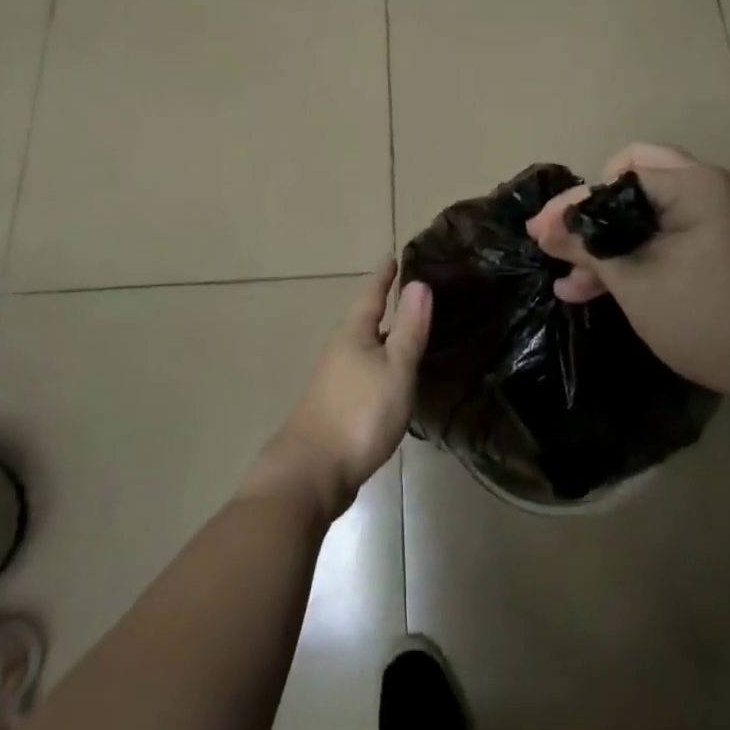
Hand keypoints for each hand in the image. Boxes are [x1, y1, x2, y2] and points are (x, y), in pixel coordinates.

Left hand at [240, 259, 431, 522]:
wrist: (310, 473)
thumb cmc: (359, 413)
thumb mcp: (395, 369)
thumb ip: (409, 329)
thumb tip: (419, 283)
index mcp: (353, 332)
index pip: (372, 294)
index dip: (384, 277)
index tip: (391, 257)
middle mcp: (340, 348)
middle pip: (365, 320)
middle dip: (386, 306)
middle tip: (412, 295)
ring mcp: (334, 378)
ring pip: (364, 347)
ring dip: (384, 338)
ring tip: (408, 334)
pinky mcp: (334, 405)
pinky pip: (362, 371)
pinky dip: (380, 365)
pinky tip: (392, 380)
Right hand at [525, 143, 729, 402]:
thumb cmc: (709, 317)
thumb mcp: (635, 281)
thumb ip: (587, 246)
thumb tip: (544, 226)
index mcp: (695, 184)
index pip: (618, 175)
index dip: (574, 203)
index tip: (539, 233)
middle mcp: (711, 188)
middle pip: (633, 182)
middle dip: (592, 216)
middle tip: (559, 244)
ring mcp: (720, 217)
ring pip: (648, 213)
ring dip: (610, 241)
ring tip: (570, 279)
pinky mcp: (724, 245)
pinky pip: (668, 235)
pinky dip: (638, 254)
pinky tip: (600, 287)